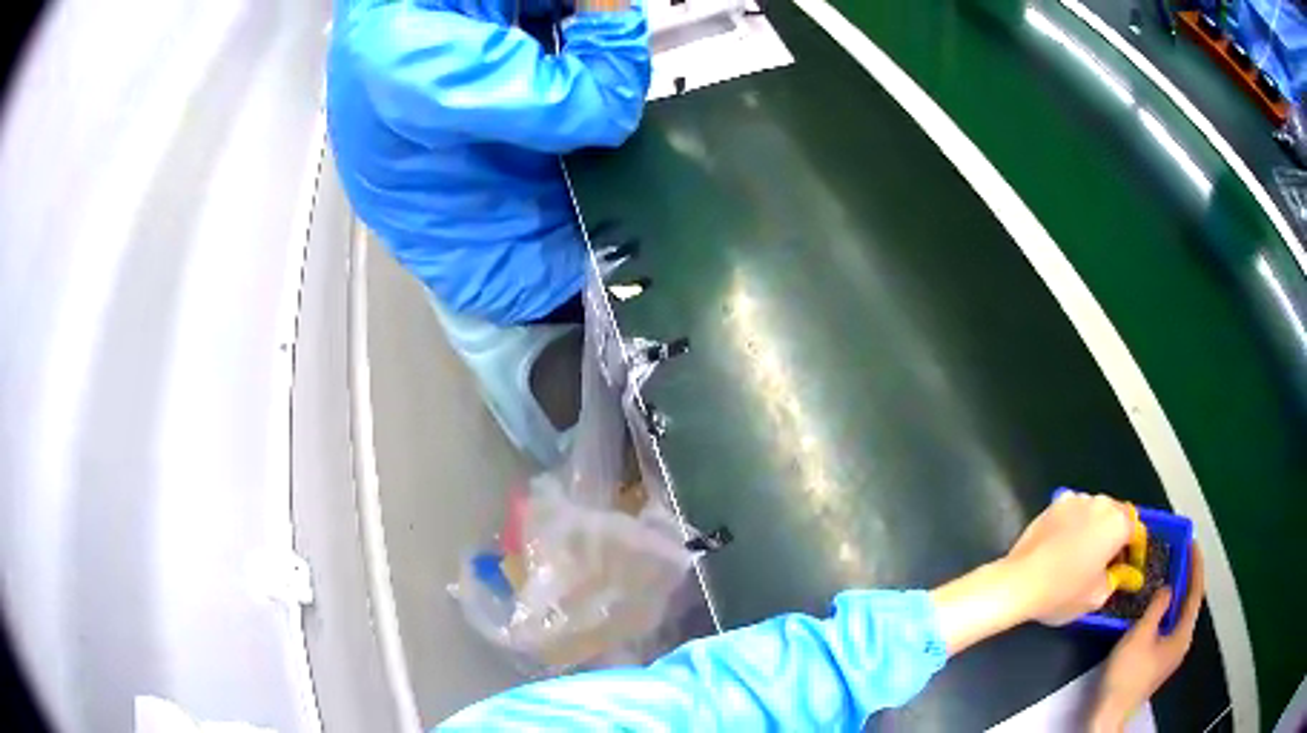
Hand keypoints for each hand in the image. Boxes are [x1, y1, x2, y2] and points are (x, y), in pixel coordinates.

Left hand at [1002, 491, 1134, 625]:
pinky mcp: (1053, 504)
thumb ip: (1116, 580)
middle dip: (1115, 536)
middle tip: (1107, 561)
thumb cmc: (1063, 592)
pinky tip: (1065, 545)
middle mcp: (1100, 503)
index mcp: (1117, 523)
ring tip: (1084, 554)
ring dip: (1094, 528)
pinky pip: (1073, 512)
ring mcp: (1075, 499)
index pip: (1136, 532)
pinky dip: (1074, 524)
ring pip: (1094, 512)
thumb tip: (1119, 573)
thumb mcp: (1097, 597)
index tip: (1128, 567)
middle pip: (1116, 516)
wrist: (1019, 582)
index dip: (1134, 551)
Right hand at [1090, 544, 1205, 732]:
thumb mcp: (1140, 636)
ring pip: (1178, 616)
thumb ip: (1157, 608)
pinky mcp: (1158, 662)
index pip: (1195, 593)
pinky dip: (1167, 610)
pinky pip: (1169, 627)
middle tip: (1179, 556)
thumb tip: (1169, 587)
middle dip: (1187, 579)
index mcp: (1182, 635)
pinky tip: (1156, 608)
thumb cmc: (1127, 674)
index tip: (1192, 543)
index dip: (1196, 567)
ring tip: (1168, 575)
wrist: (1110, 713)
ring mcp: (1170, 655)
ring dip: (1176, 595)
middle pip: (1189, 604)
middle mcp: (1181, 643)